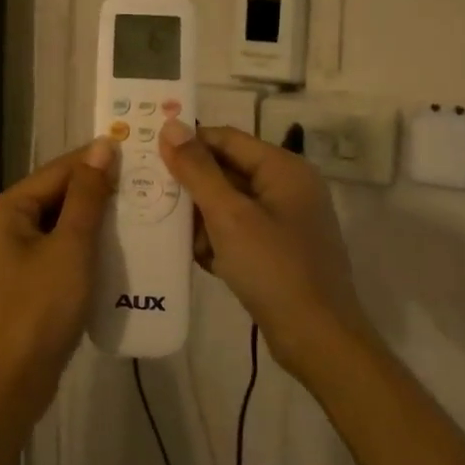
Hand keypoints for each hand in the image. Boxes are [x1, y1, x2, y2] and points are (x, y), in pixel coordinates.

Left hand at [0, 140, 116, 423]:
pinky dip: (84, 246)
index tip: (137, 149)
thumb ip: (86, 196)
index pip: (55, 171)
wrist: (8, 386)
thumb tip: (102, 146)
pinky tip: (117, 247)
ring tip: (140, 209)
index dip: (96, 160)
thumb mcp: (70, 248)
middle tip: (146, 182)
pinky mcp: (22, 281)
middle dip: (97, 192)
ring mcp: (8, 255)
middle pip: (55, 196)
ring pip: (58, 224)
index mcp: (2, 209)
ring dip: (94, 220)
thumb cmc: (37, 310)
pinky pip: (57, 250)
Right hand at [157, 120, 372, 378]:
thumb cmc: (273, 268)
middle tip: (151, 196)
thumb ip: (198, 170)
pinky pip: (239, 230)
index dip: (188, 143)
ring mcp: (286, 220)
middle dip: (192, 187)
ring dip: (202, 218)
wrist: (317, 339)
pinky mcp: (279, 249)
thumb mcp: (229, 216)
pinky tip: (201, 258)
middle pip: (227, 170)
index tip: (147, 154)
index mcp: (284, 169)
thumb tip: (171, 125)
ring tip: (175, 235)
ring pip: (229, 203)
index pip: (226, 138)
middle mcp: (288, 187)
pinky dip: (219, 240)